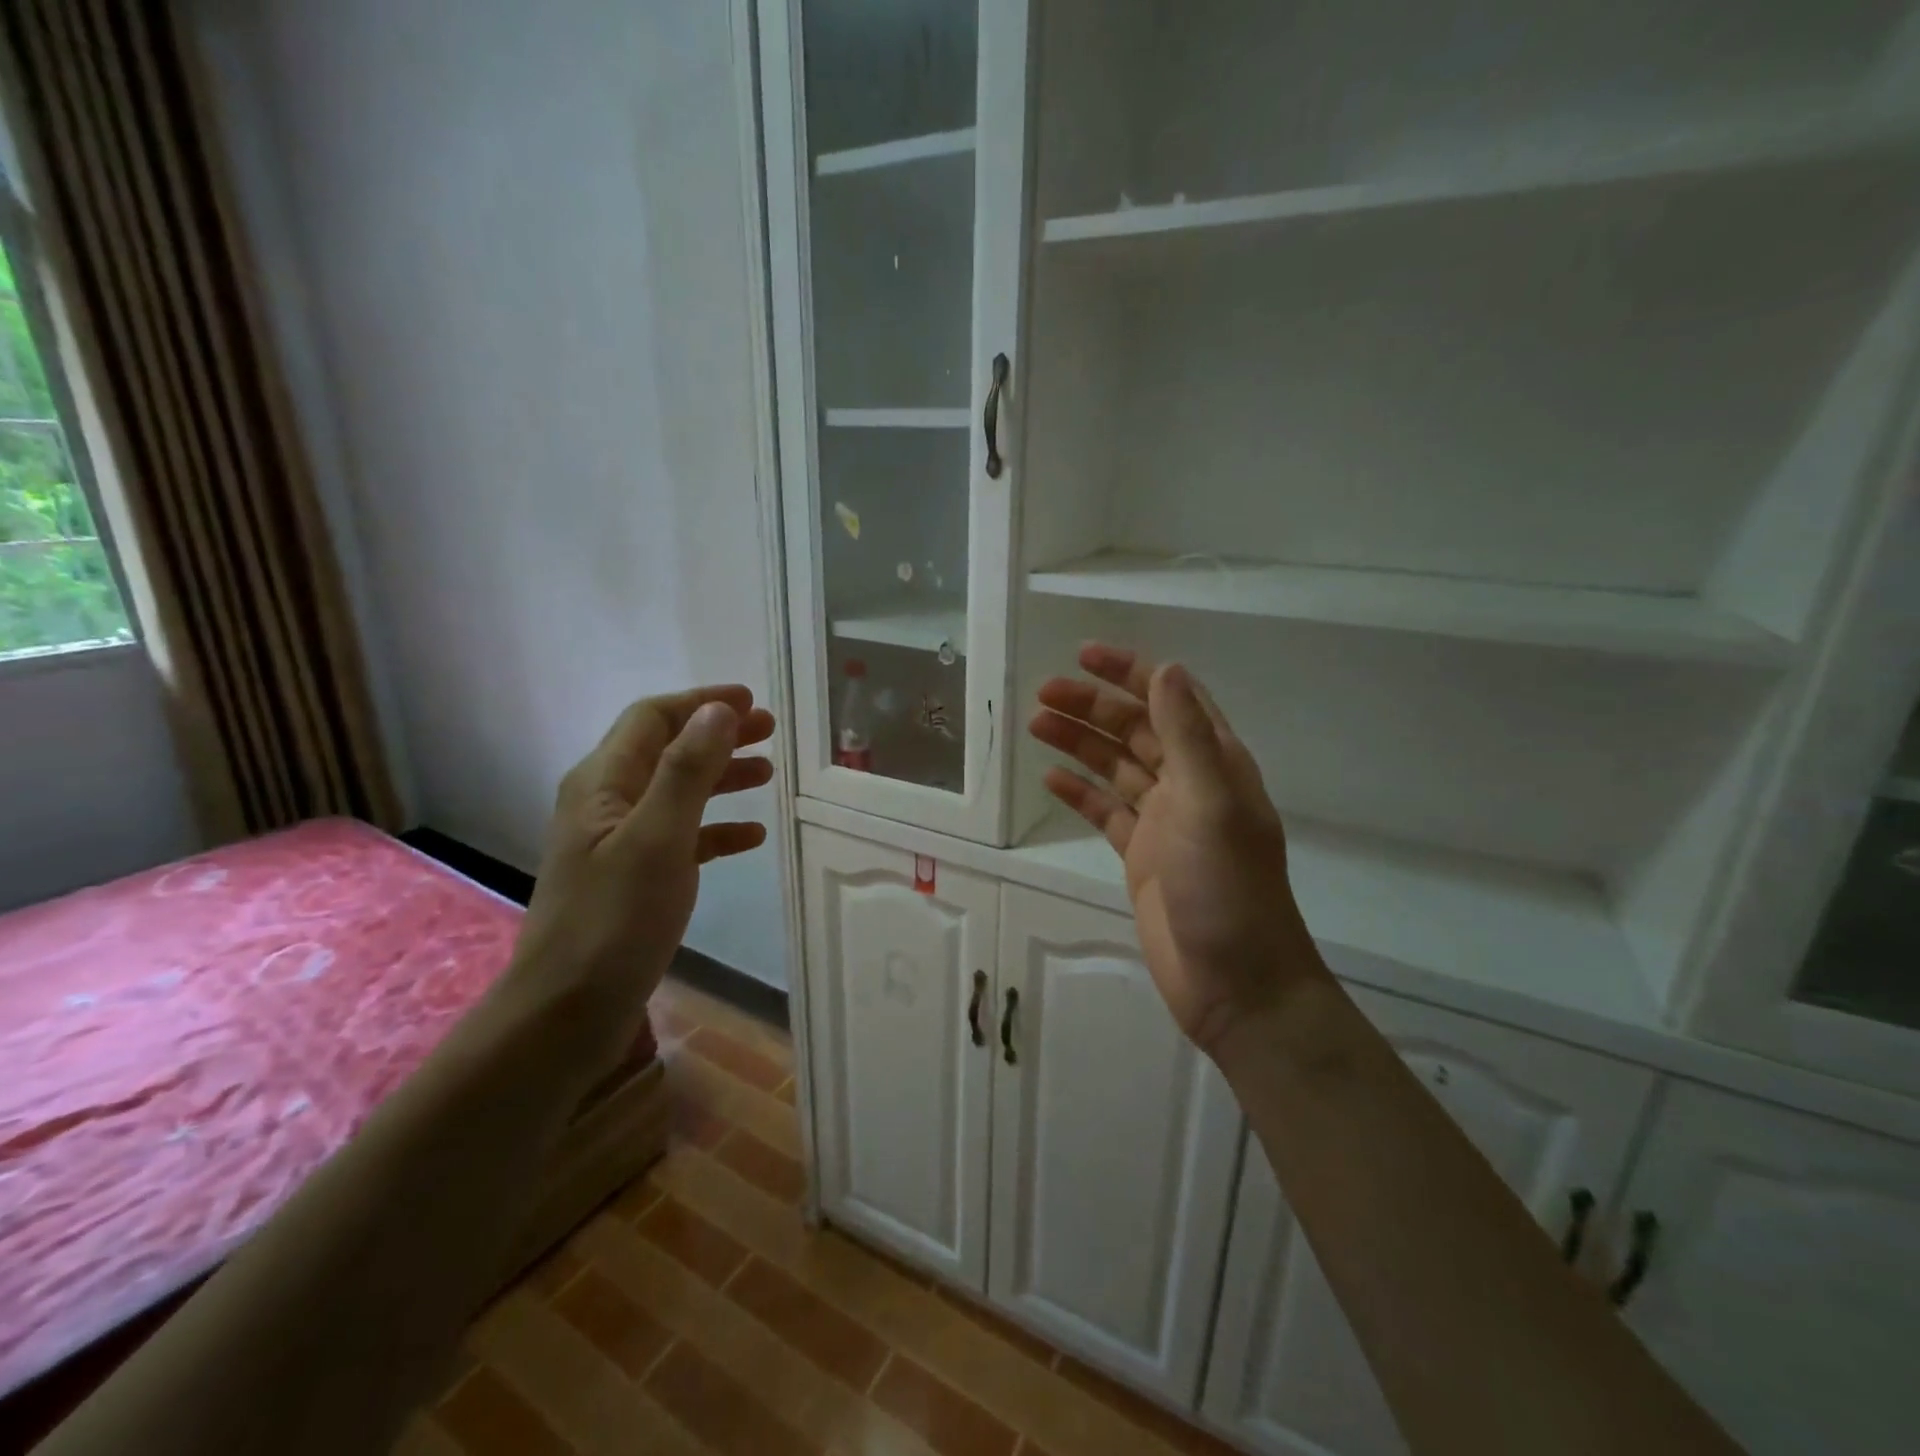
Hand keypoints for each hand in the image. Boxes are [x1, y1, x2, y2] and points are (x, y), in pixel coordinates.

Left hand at [504, 685, 775, 1052]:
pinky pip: (682, 836)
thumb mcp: (658, 838)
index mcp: (603, 782)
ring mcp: (619, 842)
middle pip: (667, 750)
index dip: (701, 703)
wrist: (567, 1013)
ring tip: (768, 775)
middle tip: (769, 733)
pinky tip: (751, 837)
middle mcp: (607, 803)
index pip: (652, 718)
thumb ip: (688, 771)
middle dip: (718, 736)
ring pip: (677, 792)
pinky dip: (716, 828)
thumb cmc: (614, 920)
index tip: (752, 701)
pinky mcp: (634, 877)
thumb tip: (719, 711)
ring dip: (721, 778)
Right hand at [1030, 645, 1324, 1051]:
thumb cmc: (1226, 888)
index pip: (1171, 700)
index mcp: (1215, 764)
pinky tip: (1049, 780)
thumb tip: (1167, 668)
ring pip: (1115, 767)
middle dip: (1092, 707)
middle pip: (1135, 729)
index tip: (1085, 655)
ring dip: (1079, 743)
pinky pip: (1105, 811)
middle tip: (1043, 694)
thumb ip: (1187, 736)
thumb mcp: (1210, 804)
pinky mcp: (1140, 855)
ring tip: (1035, 725)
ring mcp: (1163, 821)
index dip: (1131, 672)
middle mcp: (1189, 784)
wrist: (1235, 981)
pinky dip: (1079, 792)